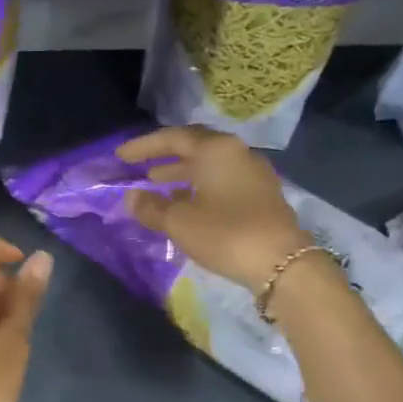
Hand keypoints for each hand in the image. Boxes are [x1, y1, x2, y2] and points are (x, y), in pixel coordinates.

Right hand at [117, 126, 312, 289]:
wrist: (282, 263)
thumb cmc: (225, 234)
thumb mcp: (179, 222)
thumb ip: (151, 207)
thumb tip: (131, 197)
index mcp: (215, 150)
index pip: (173, 138)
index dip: (143, 146)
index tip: (121, 156)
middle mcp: (236, 153)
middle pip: (194, 146)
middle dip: (164, 156)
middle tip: (139, 167)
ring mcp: (252, 172)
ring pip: (209, 165)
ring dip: (181, 173)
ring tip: (156, 186)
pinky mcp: (260, 194)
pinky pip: (222, 180)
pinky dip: (198, 186)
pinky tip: (184, 204)